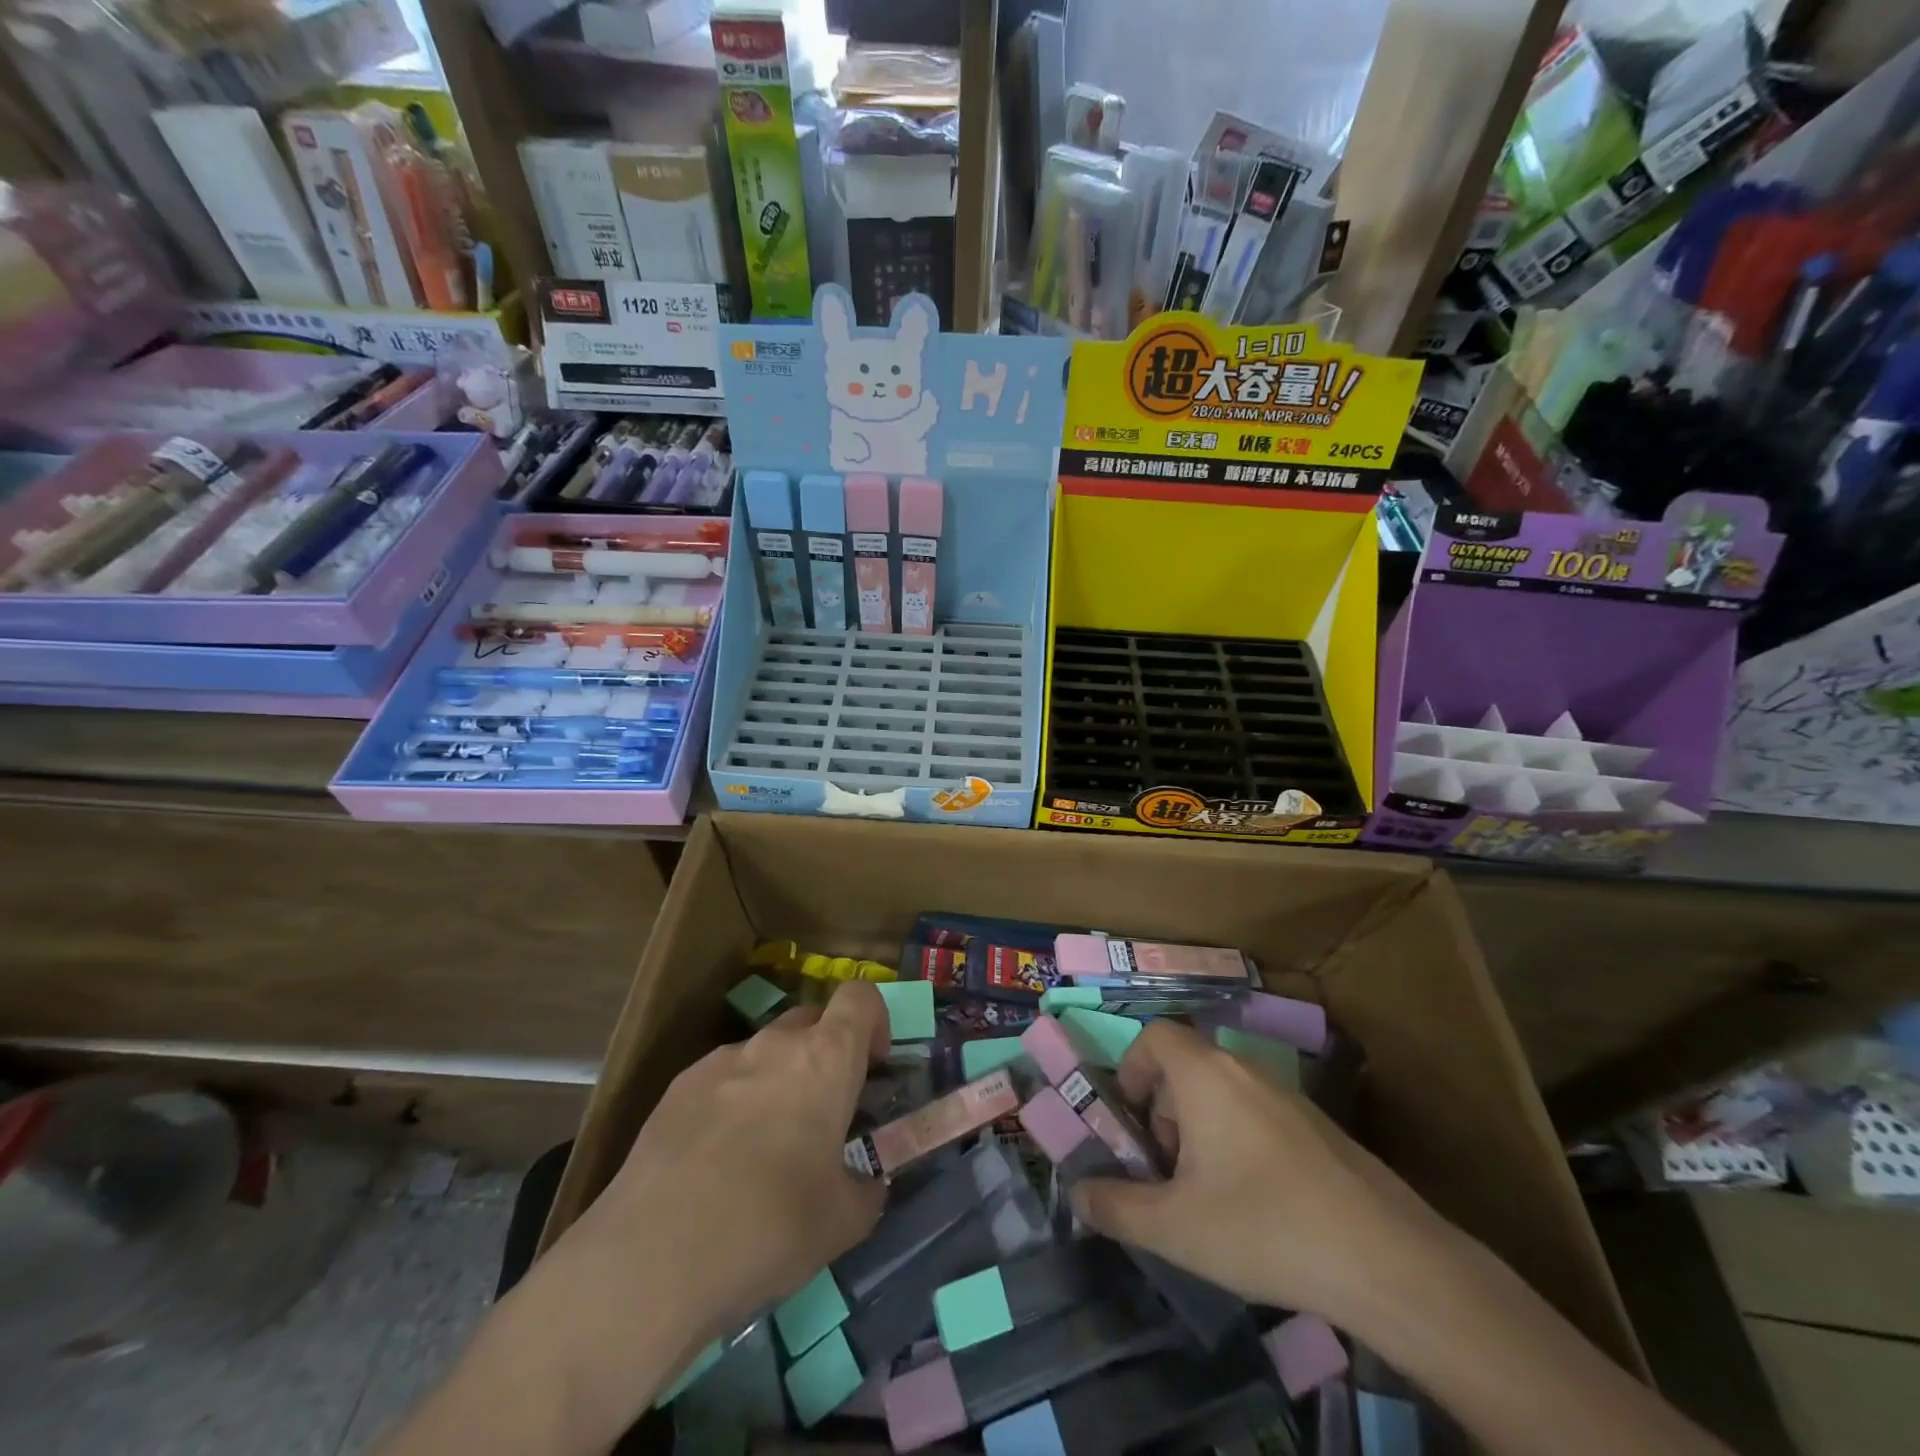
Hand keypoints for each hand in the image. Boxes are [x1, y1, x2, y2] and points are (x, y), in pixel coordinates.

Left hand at [563, 980, 890, 1339]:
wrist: (651, 1257)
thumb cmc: (769, 1226)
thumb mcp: (842, 1222)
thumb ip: (866, 1190)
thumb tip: (867, 1184)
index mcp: (825, 1059)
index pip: (860, 997)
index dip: (875, 1020)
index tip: (874, 1064)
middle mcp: (774, 1044)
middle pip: (811, 1020)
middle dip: (825, 1053)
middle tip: (824, 1112)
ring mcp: (720, 1061)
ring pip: (764, 1051)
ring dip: (778, 1079)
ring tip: (765, 1146)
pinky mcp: (677, 1088)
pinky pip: (722, 1078)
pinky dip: (733, 1101)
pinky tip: (717, 1161)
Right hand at [1071, 1019, 1456, 1325]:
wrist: (1388, 1260)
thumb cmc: (1263, 1227)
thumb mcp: (1174, 1227)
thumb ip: (1116, 1207)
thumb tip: (1077, 1194)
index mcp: (1205, 1074)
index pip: (1155, 1035)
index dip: (1131, 1067)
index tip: (1129, 1120)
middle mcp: (1244, 1068)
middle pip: (1187, 1065)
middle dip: (1163, 1110)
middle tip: (1165, 1170)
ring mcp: (1288, 1094)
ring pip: (1224, 1091)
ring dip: (1200, 1128)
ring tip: (1207, 1194)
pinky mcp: (1320, 1126)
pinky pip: (1259, 1113)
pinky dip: (1239, 1140)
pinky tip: (1256, 1205)